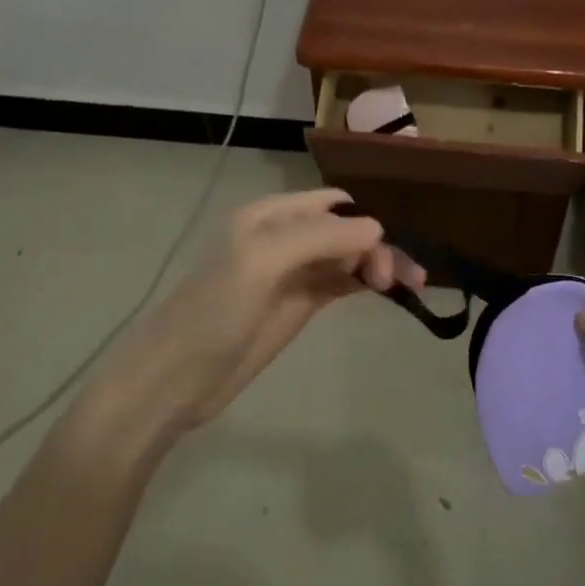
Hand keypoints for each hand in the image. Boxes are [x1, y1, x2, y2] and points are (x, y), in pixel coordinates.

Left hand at [92, 189, 425, 440]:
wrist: (174, 380)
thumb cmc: (212, 315)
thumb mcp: (260, 264)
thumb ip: (318, 238)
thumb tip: (377, 227)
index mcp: (270, 217)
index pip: (332, 204)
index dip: (364, 221)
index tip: (384, 256)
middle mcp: (283, 237)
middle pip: (345, 230)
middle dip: (377, 246)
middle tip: (399, 281)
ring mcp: (292, 273)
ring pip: (347, 256)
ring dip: (377, 264)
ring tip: (409, 285)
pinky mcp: (298, 304)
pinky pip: (340, 282)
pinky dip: (364, 282)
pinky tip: (388, 291)